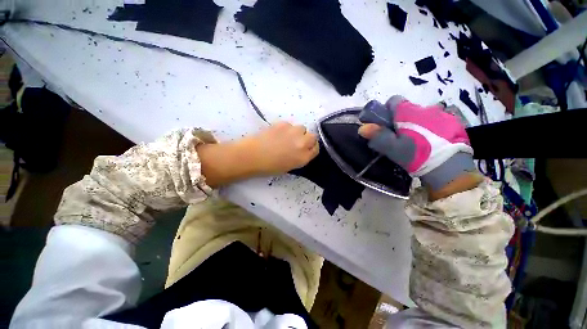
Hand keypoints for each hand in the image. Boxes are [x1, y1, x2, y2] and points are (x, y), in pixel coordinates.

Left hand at [242, 122, 318, 174]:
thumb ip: (300, 157)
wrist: (252, 156)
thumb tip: (302, 150)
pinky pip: (289, 125)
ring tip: (286, 137)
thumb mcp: (289, 166)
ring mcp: (293, 132)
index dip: (311, 148)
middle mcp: (302, 144)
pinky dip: (286, 129)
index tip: (306, 148)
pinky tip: (277, 134)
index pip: (316, 149)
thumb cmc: (269, 166)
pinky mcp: (283, 124)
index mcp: (303, 157)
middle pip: (313, 136)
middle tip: (297, 142)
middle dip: (307, 139)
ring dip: (297, 132)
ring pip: (301, 128)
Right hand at [358, 96, 475, 191]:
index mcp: (408, 113)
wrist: (451, 168)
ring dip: (416, 123)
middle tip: (400, 136)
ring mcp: (442, 114)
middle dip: (401, 119)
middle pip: (408, 109)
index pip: (393, 100)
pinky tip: (432, 140)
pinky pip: (437, 119)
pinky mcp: (454, 122)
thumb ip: (378, 136)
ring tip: (417, 140)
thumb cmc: (417, 156)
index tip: (385, 123)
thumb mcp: (393, 148)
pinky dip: (431, 126)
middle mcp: (425, 108)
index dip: (387, 110)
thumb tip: (362, 128)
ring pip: (422, 114)